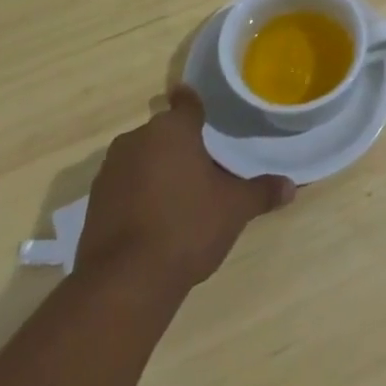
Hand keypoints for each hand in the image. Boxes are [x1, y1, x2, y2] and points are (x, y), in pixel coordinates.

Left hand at [74, 87, 294, 294]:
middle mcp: (137, 140)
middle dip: (181, 145)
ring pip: (141, 158)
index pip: (187, 103)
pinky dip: (138, 194)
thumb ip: (262, 192)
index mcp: (173, 130)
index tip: (203, 109)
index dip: (195, 104)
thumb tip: (291, 186)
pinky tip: (154, 219)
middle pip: (164, 133)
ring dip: (157, 169)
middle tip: (204, 165)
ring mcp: (110, 171)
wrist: (125, 281)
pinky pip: (124, 185)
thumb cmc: (187, 227)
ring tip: (181, 195)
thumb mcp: (235, 209)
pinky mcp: (93, 202)